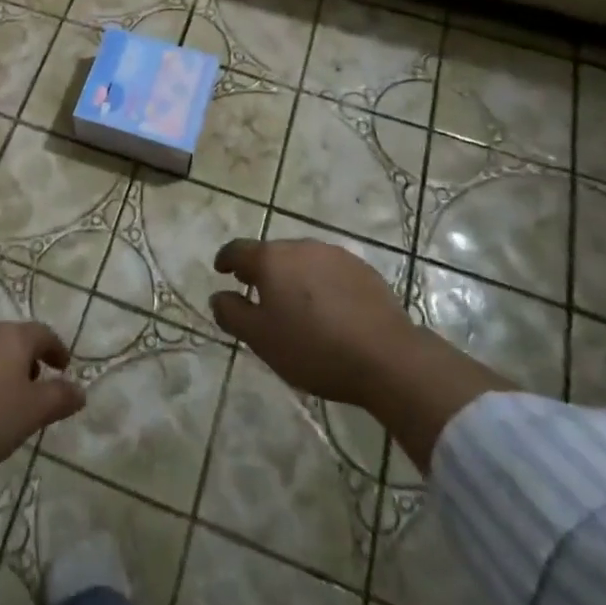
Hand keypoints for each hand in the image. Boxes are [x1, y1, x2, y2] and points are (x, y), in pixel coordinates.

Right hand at [209, 236, 515, 476]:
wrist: (387, 357)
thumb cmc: (313, 348)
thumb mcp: (261, 339)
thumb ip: (232, 314)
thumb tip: (218, 296)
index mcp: (271, 259)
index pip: (237, 250)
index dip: (226, 260)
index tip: (222, 271)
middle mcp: (300, 246)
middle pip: (272, 253)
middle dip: (262, 270)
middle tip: (259, 295)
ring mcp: (335, 255)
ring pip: (302, 260)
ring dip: (293, 276)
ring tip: (296, 305)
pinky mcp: (363, 269)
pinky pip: (330, 271)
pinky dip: (321, 284)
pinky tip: (329, 310)